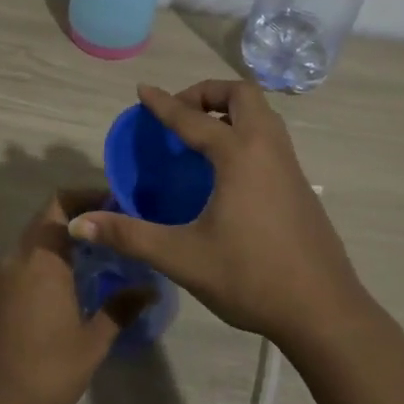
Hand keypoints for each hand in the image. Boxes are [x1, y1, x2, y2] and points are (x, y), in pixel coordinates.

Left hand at [0, 190, 139, 403]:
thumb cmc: (46, 369)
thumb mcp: (92, 342)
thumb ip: (119, 309)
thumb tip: (148, 288)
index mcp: (42, 259)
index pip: (60, 204)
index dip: (85, 196)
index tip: (114, 205)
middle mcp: (17, 257)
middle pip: (46, 219)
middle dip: (78, 219)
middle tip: (111, 232)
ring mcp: (0, 275)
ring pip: (33, 241)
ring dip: (60, 241)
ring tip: (94, 258)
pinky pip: (21, 263)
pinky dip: (44, 261)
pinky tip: (65, 286)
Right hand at [68, 81, 382, 349]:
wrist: (324, 312)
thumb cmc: (251, 278)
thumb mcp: (182, 258)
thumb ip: (129, 235)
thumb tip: (78, 224)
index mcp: (239, 155)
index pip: (193, 118)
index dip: (163, 103)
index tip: (142, 91)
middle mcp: (268, 148)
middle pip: (242, 95)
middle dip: (208, 92)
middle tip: (180, 113)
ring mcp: (290, 166)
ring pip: (263, 114)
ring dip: (231, 110)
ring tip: (201, 135)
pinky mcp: (300, 186)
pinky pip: (271, 138)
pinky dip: (246, 132)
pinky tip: (228, 170)